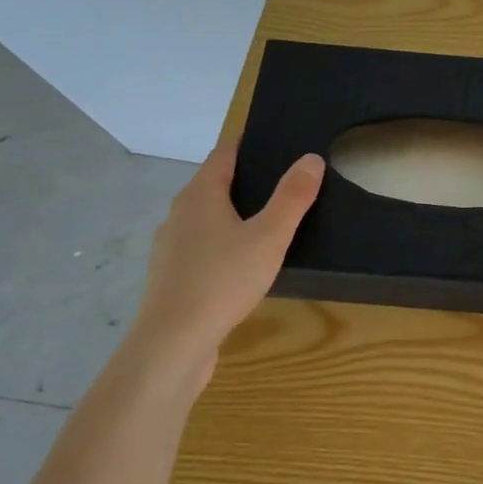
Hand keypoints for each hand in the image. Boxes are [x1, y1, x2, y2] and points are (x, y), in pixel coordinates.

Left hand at [126, 144, 324, 389]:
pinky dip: (226, 242)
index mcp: (200, 194)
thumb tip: (310, 158)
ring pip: (209, 217)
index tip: (278, 139)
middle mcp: (180, 213)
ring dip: (236, 213)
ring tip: (273, 221)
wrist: (172, 344)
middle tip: (287, 180)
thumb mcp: (270, 236)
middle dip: (248, 178)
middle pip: (215, 183)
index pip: (225, 153)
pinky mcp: (173, 276)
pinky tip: (247, 262)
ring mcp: (172, 246)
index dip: (249, 143)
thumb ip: (292, 197)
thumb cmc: (223, 281)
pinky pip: (204, 246)